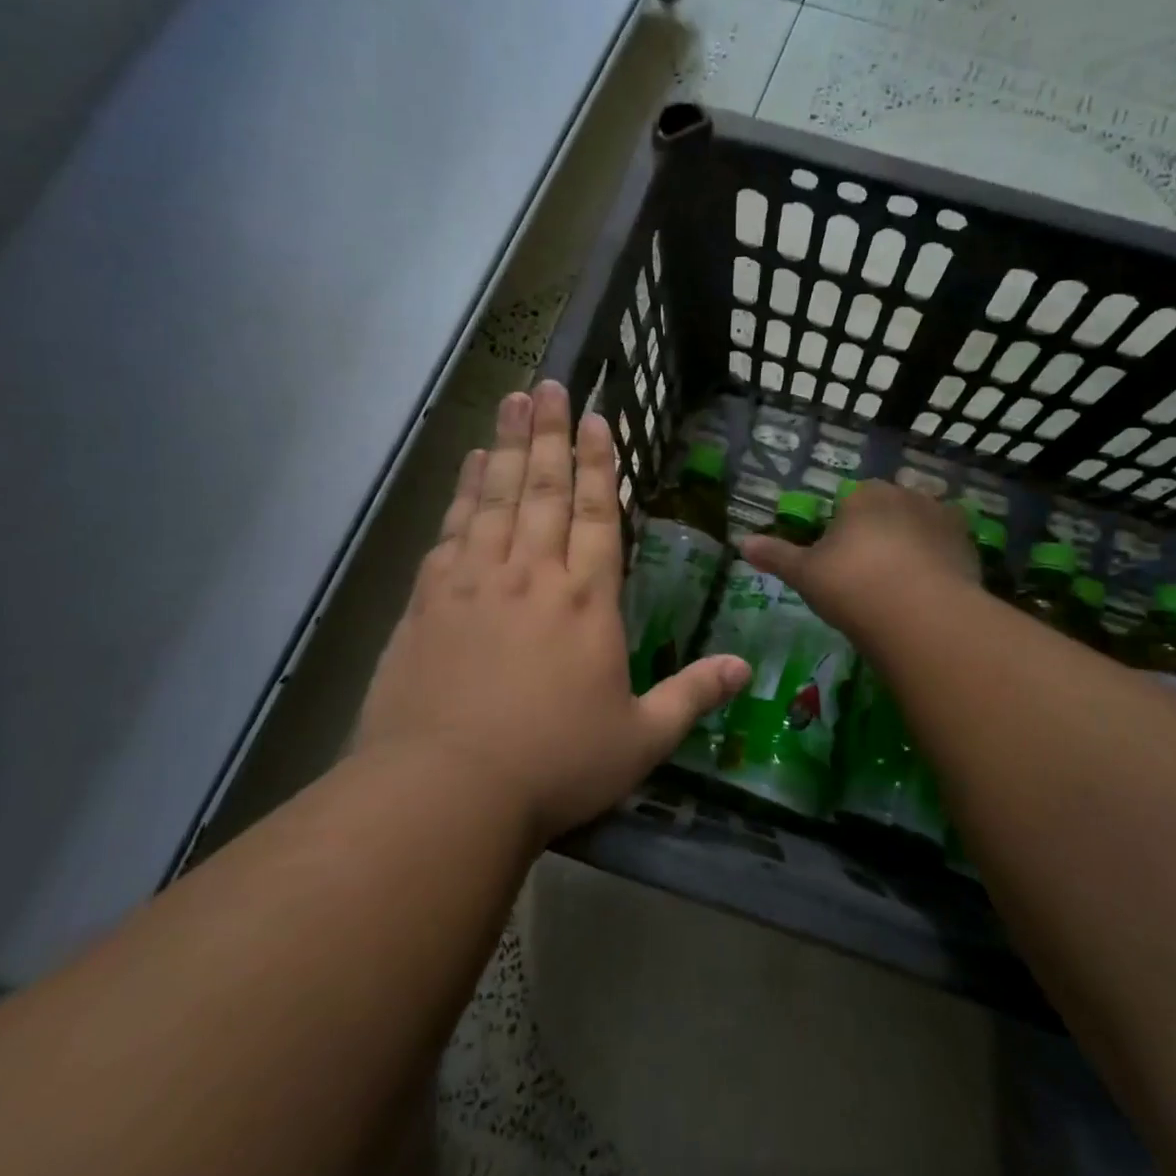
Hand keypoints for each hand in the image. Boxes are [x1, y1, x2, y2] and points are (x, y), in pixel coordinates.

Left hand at [357, 382, 749, 845]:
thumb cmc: (553, 766)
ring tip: (512, 400)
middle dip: (550, 433)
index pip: (598, 514)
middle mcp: (531, 575)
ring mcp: (474, 582)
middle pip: (543, 488)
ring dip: (505, 444)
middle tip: (549, 384)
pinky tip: (467, 466)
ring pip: (494, 496)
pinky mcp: (428, 600)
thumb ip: (693, 696)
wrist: (444, 792)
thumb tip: (747, 668)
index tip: (596, 418)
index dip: (600, 464)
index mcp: (586, 601)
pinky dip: (462, 491)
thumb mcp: (639, 741)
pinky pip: (451, 529)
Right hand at [740, 479, 976, 631]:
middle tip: (868, 579)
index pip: (849, 505)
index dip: (842, 534)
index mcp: (864, 494)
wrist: (920, 616)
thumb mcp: (805, 574)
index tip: (839, 566)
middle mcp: (906, 495)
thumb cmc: (852, 586)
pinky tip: (929, 594)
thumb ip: (775, 555)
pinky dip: (939, 565)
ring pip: (920, 528)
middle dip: (879, 536)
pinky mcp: (969, 545)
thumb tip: (741, 542)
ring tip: (902, 590)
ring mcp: (943, 518)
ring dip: (913, 548)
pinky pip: (947, 550)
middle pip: (887, 512)